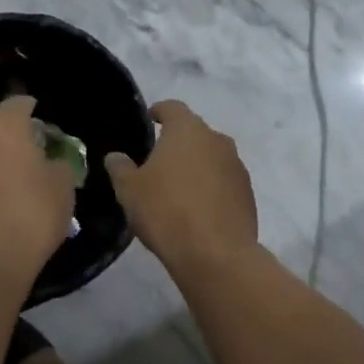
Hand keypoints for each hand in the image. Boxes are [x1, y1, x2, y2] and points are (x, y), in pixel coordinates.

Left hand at [0, 95, 76, 288]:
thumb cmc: (29, 219)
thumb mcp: (63, 190)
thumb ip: (58, 164)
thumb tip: (50, 160)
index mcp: (3, 127)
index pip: (18, 103)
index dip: (31, 109)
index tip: (40, 119)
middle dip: (5, 130)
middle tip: (23, 149)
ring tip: (2, 176)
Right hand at [104, 100, 257, 273]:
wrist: (216, 255)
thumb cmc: (166, 211)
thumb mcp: (129, 190)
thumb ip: (120, 167)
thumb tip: (116, 156)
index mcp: (187, 130)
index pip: (172, 107)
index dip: (159, 112)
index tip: (149, 120)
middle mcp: (216, 140)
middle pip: (194, 132)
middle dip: (178, 142)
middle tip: (158, 160)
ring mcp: (236, 166)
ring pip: (212, 156)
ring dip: (196, 165)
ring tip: (178, 187)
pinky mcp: (248, 194)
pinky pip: (224, 181)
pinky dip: (211, 187)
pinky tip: (197, 209)